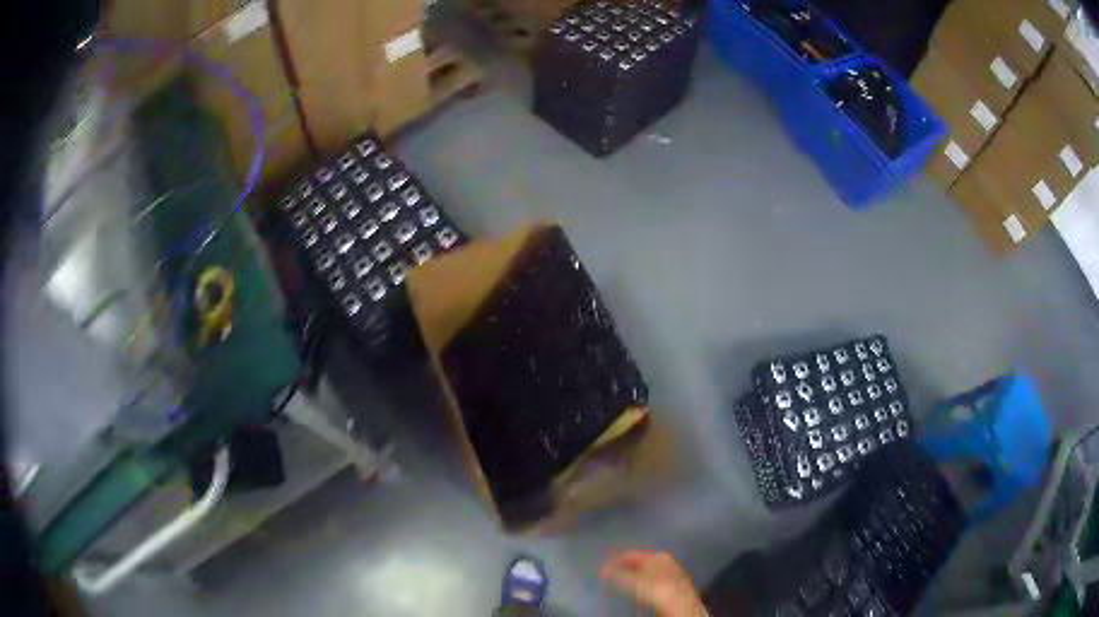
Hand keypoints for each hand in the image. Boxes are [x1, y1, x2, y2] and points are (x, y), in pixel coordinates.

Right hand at [600, 551, 707, 616]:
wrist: (681, 605)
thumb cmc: (657, 589)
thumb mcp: (634, 581)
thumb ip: (617, 574)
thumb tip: (602, 568)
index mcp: (658, 555)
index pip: (632, 554)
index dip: (616, 559)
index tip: (602, 565)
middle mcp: (666, 562)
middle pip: (640, 563)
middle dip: (625, 568)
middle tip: (609, 574)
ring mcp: (671, 574)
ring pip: (647, 573)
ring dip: (633, 577)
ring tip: (620, 583)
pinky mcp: (673, 588)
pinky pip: (652, 583)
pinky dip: (642, 585)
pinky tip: (637, 592)